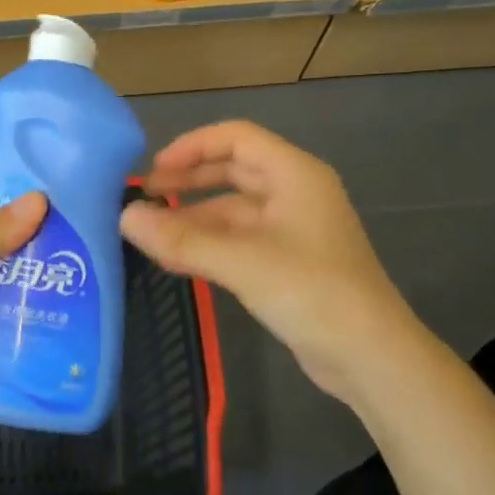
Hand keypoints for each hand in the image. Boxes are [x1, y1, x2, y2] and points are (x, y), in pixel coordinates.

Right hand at [121, 122, 409, 407]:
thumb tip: (124, 217)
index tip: (153, 171)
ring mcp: (291, 230)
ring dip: (193, 217)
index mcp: (294, 174)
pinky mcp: (286, 263)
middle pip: (233, 170)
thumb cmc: (312, 292)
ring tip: (150, 234)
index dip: (192, 147)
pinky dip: (208, 244)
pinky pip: (238, 240)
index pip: (236, 137)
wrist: (370, 356)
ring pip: (232, 210)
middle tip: (145, 199)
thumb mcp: (242, 262)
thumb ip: (181, 239)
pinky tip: (176, 259)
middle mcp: (294, 193)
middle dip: (188, 181)